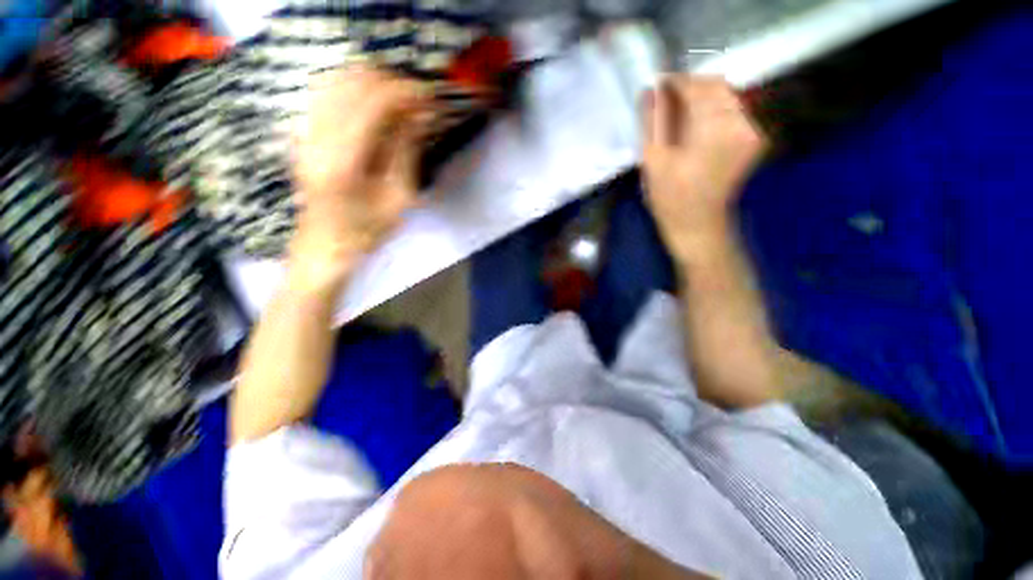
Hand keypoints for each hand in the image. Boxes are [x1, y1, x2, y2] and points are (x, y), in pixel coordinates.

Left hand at [289, 65, 430, 292]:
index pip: (373, 102)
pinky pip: (325, 93)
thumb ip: (406, 151)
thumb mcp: (399, 197)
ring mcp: (303, 132)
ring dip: (371, 83)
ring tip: (398, 100)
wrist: (324, 244)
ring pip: (335, 81)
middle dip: (390, 82)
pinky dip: (353, 90)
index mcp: (343, 160)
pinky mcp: (301, 132)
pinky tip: (373, 107)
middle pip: (352, 82)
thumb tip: (421, 115)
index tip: (430, 97)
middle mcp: (316, 137)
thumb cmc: (368, 230)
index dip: (405, 92)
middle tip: (417, 100)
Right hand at [642, 76, 766, 266]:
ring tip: (680, 115)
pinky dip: (714, 111)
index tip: (658, 86)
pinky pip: (734, 111)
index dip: (676, 82)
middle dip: (690, 88)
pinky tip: (697, 127)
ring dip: (702, 99)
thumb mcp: (653, 160)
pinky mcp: (753, 139)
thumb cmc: (670, 197)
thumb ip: (652, 121)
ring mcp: (752, 131)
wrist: (697, 224)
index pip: (697, 87)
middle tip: (667, 101)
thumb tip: (651, 90)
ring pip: (727, 97)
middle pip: (717, 86)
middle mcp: (740, 123)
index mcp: (714, 128)